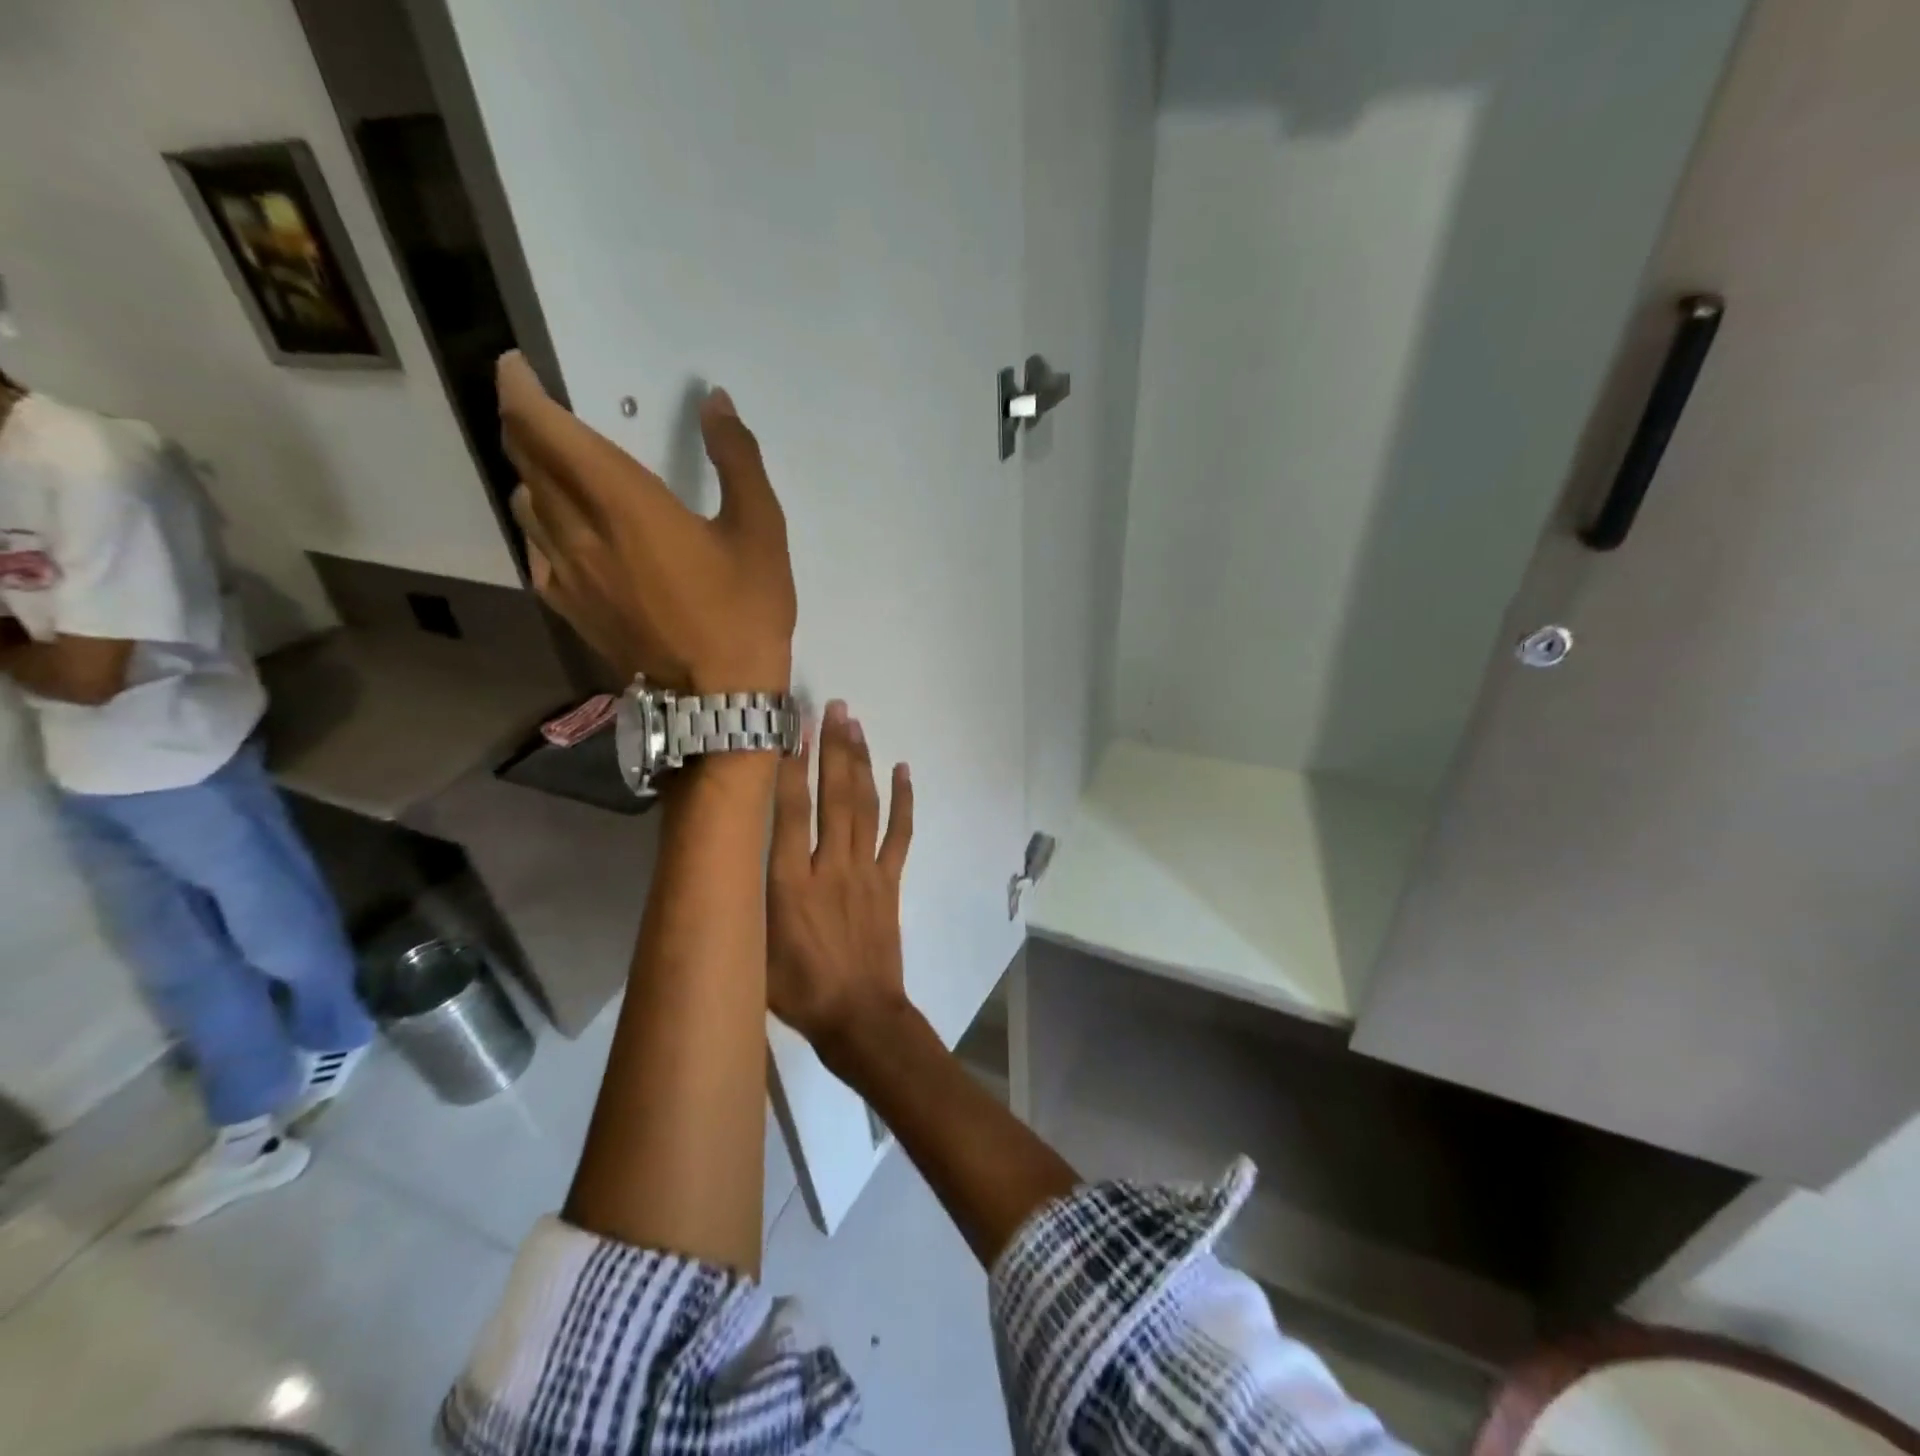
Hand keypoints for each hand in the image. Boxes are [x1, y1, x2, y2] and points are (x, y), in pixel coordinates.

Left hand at [498, 352, 795, 691]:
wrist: (719, 697)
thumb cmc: (745, 610)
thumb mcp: (761, 529)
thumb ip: (736, 459)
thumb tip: (714, 403)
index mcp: (624, 502)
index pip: (544, 429)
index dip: (519, 390)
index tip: (517, 368)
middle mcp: (580, 531)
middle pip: (526, 461)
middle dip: (523, 424)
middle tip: (539, 408)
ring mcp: (569, 575)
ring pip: (525, 505)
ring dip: (531, 474)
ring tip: (556, 468)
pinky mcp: (572, 609)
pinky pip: (535, 552)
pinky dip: (539, 526)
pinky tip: (562, 532)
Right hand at [768, 700, 914, 1054]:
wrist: (859, 1017)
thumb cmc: (797, 991)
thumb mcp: (753, 949)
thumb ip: (745, 900)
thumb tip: (728, 861)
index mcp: (791, 883)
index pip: (790, 812)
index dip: (790, 767)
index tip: (790, 729)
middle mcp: (831, 866)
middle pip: (834, 796)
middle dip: (833, 748)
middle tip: (832, 706)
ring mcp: (867, 871)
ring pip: (865, 806)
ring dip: (860, 761)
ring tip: (855, 723)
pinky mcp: (891, 881)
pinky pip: (900, 834)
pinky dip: (904, 801)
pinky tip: (903, 770)